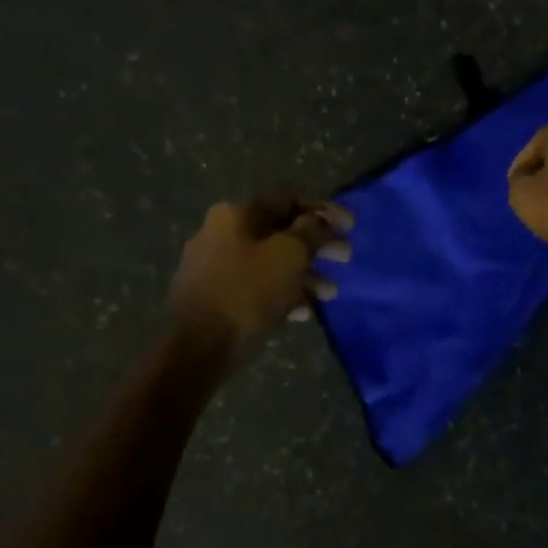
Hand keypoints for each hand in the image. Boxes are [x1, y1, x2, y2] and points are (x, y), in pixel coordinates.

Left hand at [165, 196, 352, 349]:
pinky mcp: (213, 297)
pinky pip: (256, 287)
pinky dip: (282, 294)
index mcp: (236, 215)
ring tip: (330, 294)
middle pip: (280, 233)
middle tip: (345, 258)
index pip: (288, 200)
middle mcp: (221, 233)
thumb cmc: (248, 291)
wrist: (197, 346)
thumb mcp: (290, 255)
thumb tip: (319, 220)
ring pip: (270, 262)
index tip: (351, 227)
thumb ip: (311, 231)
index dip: (324, 210)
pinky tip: (302, 312)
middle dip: (317, 246)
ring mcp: (214, 266)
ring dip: (304, 275)